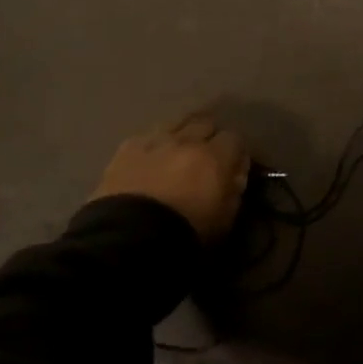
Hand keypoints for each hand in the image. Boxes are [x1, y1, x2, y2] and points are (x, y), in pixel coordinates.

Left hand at [90, 115, 248, 243]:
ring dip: (181, 135)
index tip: (232, 166)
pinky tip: (150, 159)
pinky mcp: (127, 148)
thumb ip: (234, 190)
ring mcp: (155, 140)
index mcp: (214, 158)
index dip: (234, 152)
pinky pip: (147, 136)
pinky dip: (153, 145)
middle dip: (208, 137)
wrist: (130, 240)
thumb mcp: (224, 220)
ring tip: (177, 153)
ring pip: (175, 123)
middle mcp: (186, 141)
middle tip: (205, 158)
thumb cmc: (185, 236)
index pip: (234, 139)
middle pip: (204, 124)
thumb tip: (235, 173)